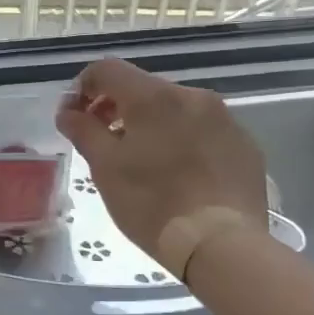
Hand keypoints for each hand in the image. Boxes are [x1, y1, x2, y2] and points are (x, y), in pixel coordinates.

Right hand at [55, 59, 267, 276]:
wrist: (222, 244)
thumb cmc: (152, 203)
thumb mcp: (104, 167)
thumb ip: (82, 130)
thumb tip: (68, 112)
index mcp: (154, 97)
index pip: (107, 70)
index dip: (81, 88)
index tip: (73, 117)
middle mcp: (192, 96)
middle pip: (142, 88)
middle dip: (116, 107)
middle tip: (102, 141)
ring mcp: (225, 119)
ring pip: (174, 109)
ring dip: (150, 124)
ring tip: (140, 160)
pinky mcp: (245, 145)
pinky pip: (203, 130)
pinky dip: (182, 141)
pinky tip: (177, 174)